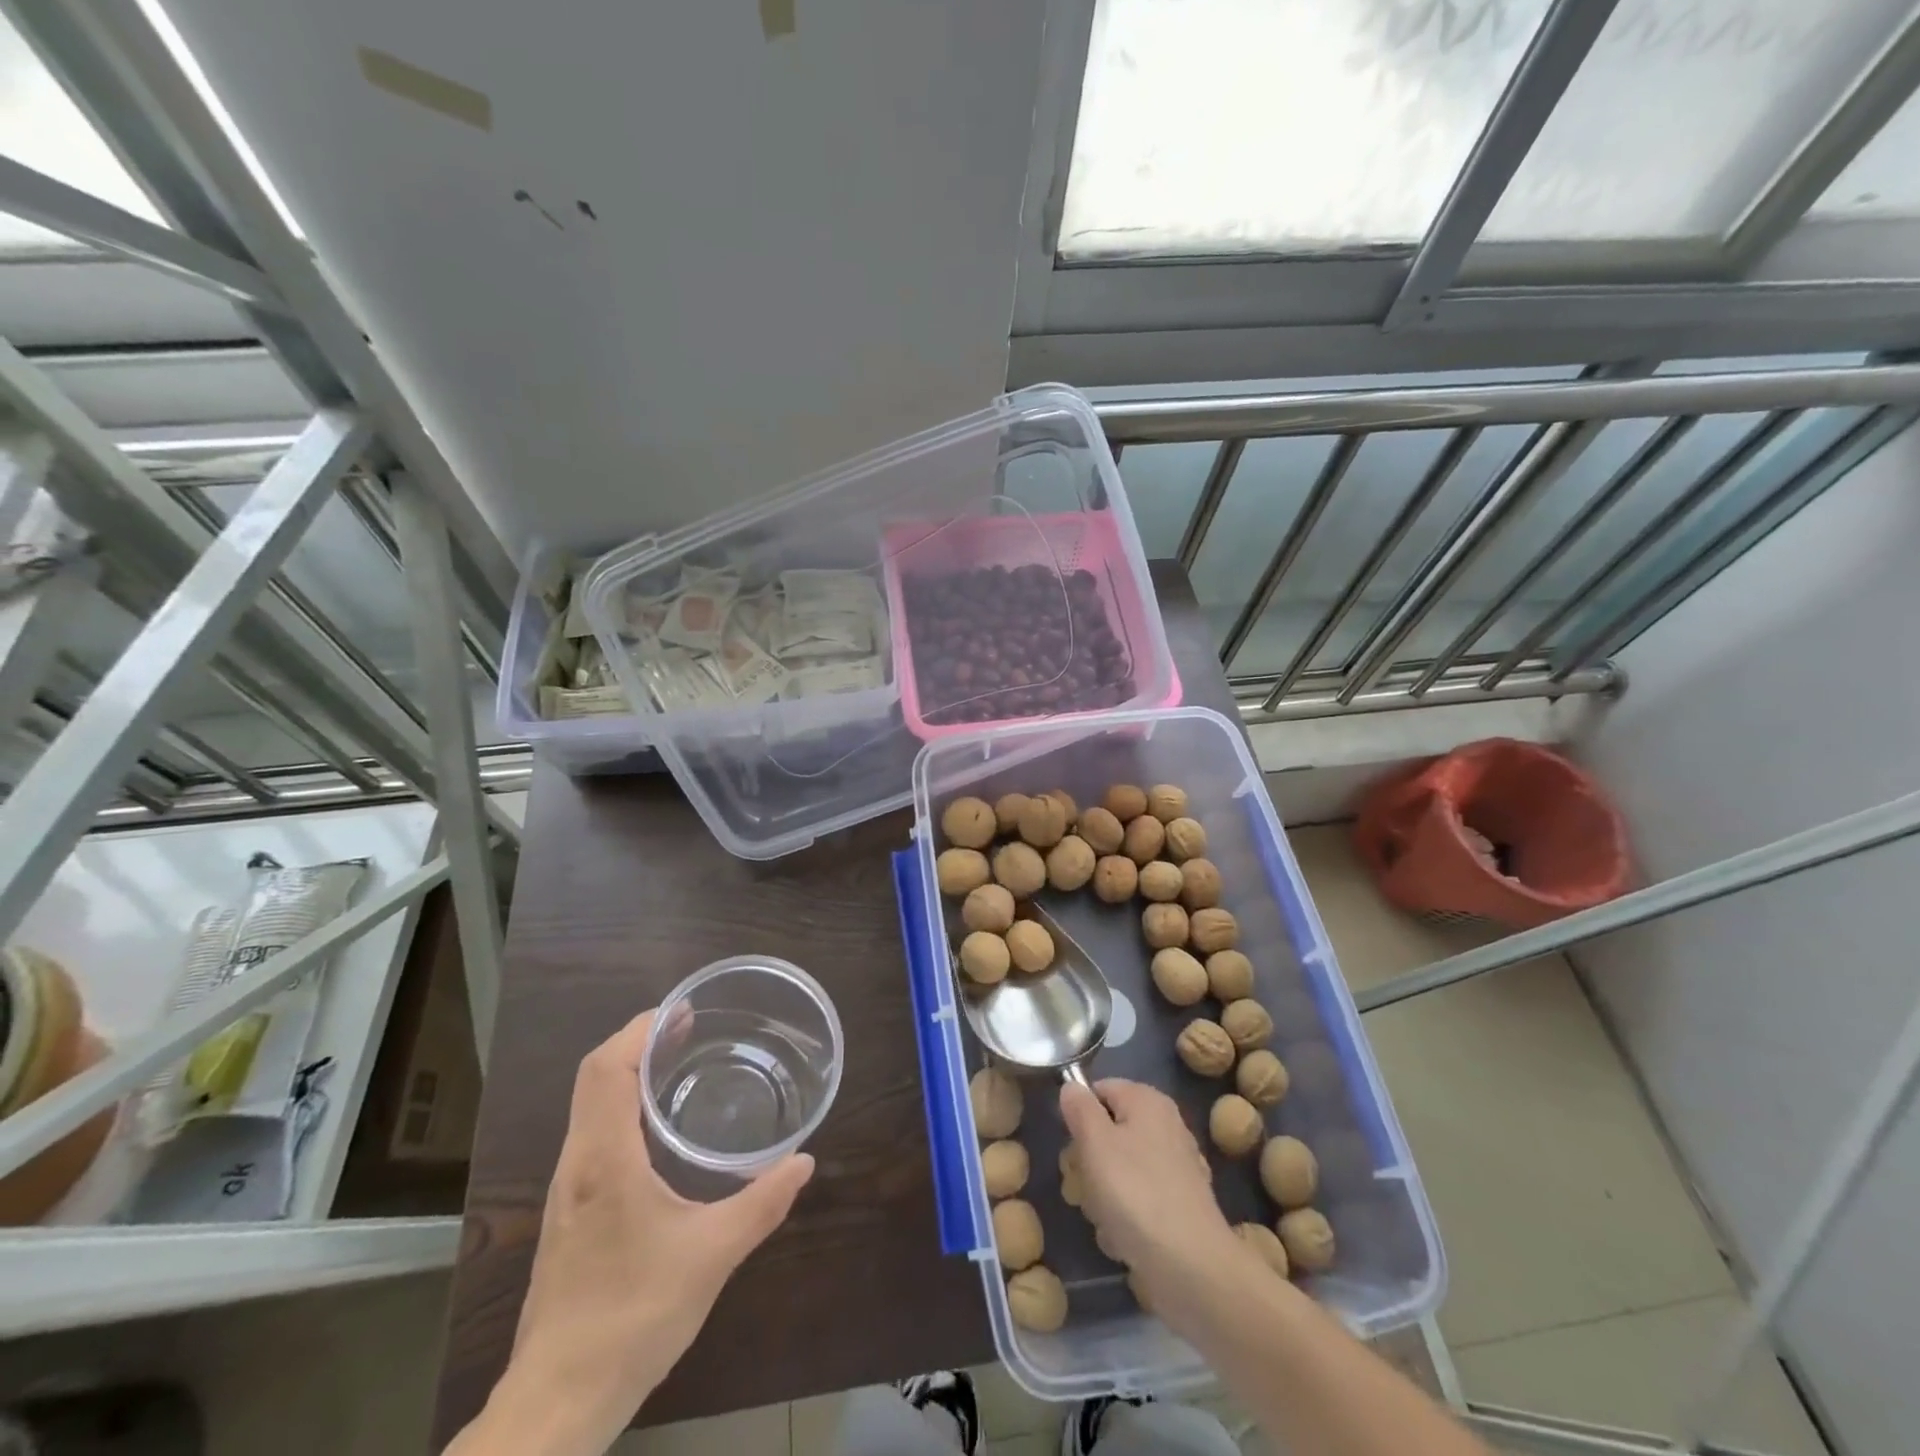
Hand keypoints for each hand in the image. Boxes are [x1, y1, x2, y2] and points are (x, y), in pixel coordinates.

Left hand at [466, 1011, 813, 1455]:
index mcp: (605, 1160)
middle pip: (594, 1077)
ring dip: (627, 1072)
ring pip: (588, 1106)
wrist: (558, 1401)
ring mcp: (567, 1190)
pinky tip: (657, 1127)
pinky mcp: (568, 1213)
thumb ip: (762, 1204)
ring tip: (677, 1064)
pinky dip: (620, 1106)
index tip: (683, 1012)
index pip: (607, 1069)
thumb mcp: (712, 1256)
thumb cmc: (633, 1317)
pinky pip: (591, 1134)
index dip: (641, 1030)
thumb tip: (804, 1161)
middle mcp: (577, 1164)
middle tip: (690, 1029)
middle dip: (639, 1042)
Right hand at [1059, 1078, 1252, 1328]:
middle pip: (1108, 1131)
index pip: (1099, 1090)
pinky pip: (1138, 1199)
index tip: (1071, 1146)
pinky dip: (1126, 1216)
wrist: (1192, 1267)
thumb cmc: (1136, 1194)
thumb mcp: (1095, 1142)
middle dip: (1089, 1160)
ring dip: (1103, 1193)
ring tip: (1104, 1218)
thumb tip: (1072, 1087)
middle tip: (1082, 1186)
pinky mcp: (1179, 1205)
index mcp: (1147, 1101)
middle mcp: (1166, 1125)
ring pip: (1119, 1169)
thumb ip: (1080, 1108)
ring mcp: (1176, 1167)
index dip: (1079, 1115)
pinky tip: (1123, 1238)